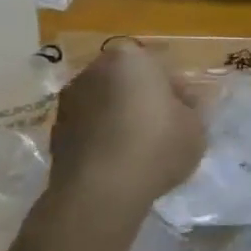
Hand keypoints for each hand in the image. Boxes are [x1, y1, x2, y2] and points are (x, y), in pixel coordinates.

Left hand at [46, 40, 205, 218]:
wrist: (100, 192)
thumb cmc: (156, 146)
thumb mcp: (195, 127)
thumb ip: (190, 109)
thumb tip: (182, 106)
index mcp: (130, 58)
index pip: (161, 66)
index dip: (177, 90)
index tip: (186, 112)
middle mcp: (94, 71)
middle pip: (128, 81)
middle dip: (144, 99)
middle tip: (165, 127)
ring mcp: (69, 101)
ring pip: (106, 103)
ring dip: (121, 117)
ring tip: (140, 148)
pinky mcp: (55, 132)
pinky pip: (90, 127)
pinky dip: (103, 137)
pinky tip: (119, 161)